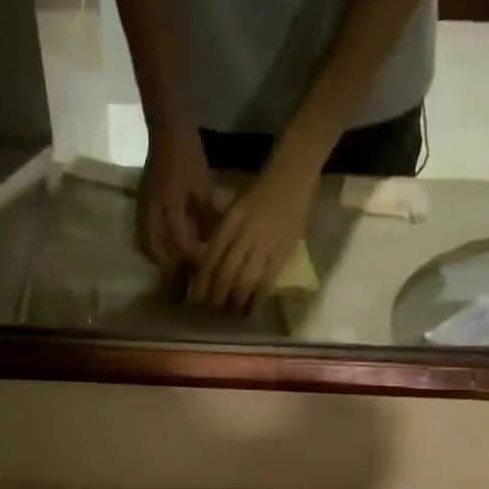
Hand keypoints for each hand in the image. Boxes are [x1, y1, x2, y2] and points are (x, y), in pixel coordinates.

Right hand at [137, 128, 214, 287]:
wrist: (166, 129)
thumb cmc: (188, 154)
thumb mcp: (204, 185)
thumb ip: (207, 216)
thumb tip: (211, 242)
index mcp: (170, 206)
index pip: (180, 243)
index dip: (192, 259)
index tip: (203, 269)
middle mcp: (152, 212)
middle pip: (157, 251)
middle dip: (170, 267)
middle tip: (185, 275)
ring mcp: (143, 208)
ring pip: (147, 245)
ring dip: (159, 259)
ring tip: (173, 268)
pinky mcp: (140, 205)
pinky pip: (144, 234)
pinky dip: (153, 246)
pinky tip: (163, 250)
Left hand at [189, 151, 319, 313]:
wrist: (293, 175)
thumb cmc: (259, 190)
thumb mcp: (232, 205)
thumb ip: (220, 229)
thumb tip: (205, 260)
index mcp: (230, 221)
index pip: (211, 258)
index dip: (202, 281)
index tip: (195, 298)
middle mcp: (245, 234)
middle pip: (225, 273)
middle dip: (217, 295)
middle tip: (213, 308)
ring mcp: (266, 244)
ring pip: (245, 280)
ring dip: (236, 300)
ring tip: (231, 312)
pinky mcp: (284, 251)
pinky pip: (268, 281)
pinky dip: (257, 297)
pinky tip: (251, 308)